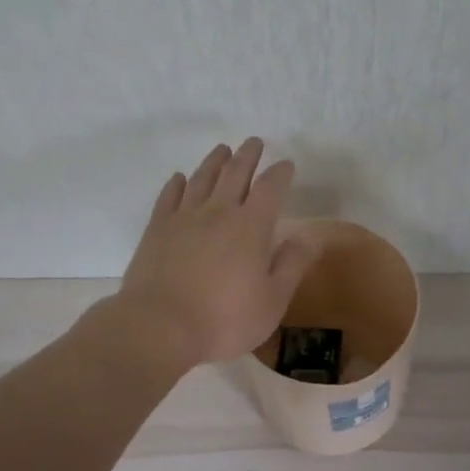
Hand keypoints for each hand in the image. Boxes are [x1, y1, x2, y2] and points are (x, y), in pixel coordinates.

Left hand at [116, 138, 318, 368]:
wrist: (159, 328)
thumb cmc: (224, 320)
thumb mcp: (272, 300)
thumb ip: (293, 264)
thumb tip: (312, 235)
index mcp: (251, 227)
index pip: (270, 188)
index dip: (280, 173)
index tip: (286, 164)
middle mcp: (218, 212)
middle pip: (235, 173)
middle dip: (248, 156)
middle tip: (254, 142)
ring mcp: (184, 218)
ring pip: (202, 178)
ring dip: (215, 161)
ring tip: (223, 149)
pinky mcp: (157, 230)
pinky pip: (169, 196)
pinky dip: (177, 183)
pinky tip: (180, 178)